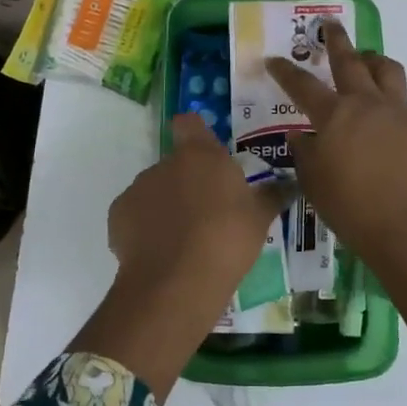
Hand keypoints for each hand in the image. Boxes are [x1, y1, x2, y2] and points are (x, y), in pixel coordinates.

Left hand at [79, 114, 288, 398]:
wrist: (176, 282)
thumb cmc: (226, 240)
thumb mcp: (259, 219)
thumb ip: (271, 196)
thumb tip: (288, 185)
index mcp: (200, 155)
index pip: (189, 123)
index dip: (195, 133)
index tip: (206, 155)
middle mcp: (164, 163)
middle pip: (175, 164)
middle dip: (187, 183)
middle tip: (207, 213)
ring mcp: (138, 188)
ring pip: (154, 190)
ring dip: (166, 206)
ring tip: (184, 240)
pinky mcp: (118, 215)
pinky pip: (135, 215)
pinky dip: (145, 228)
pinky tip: (161, 253)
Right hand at [266, 23, 406, 266]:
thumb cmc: (351, 209)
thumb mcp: (314, 182)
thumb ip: (304, 153)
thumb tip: (300, 135)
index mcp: (335, 116)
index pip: (302, 85)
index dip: (285, 71)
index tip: (273, 60)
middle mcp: (367, 104)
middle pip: (350, 60)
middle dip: (336, 40)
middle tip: (329, 24)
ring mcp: (398, 114)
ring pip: (386, 70)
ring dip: (372, 59)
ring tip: (364, 59)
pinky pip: (401, 99)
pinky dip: (387, 94)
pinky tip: (380, 113)